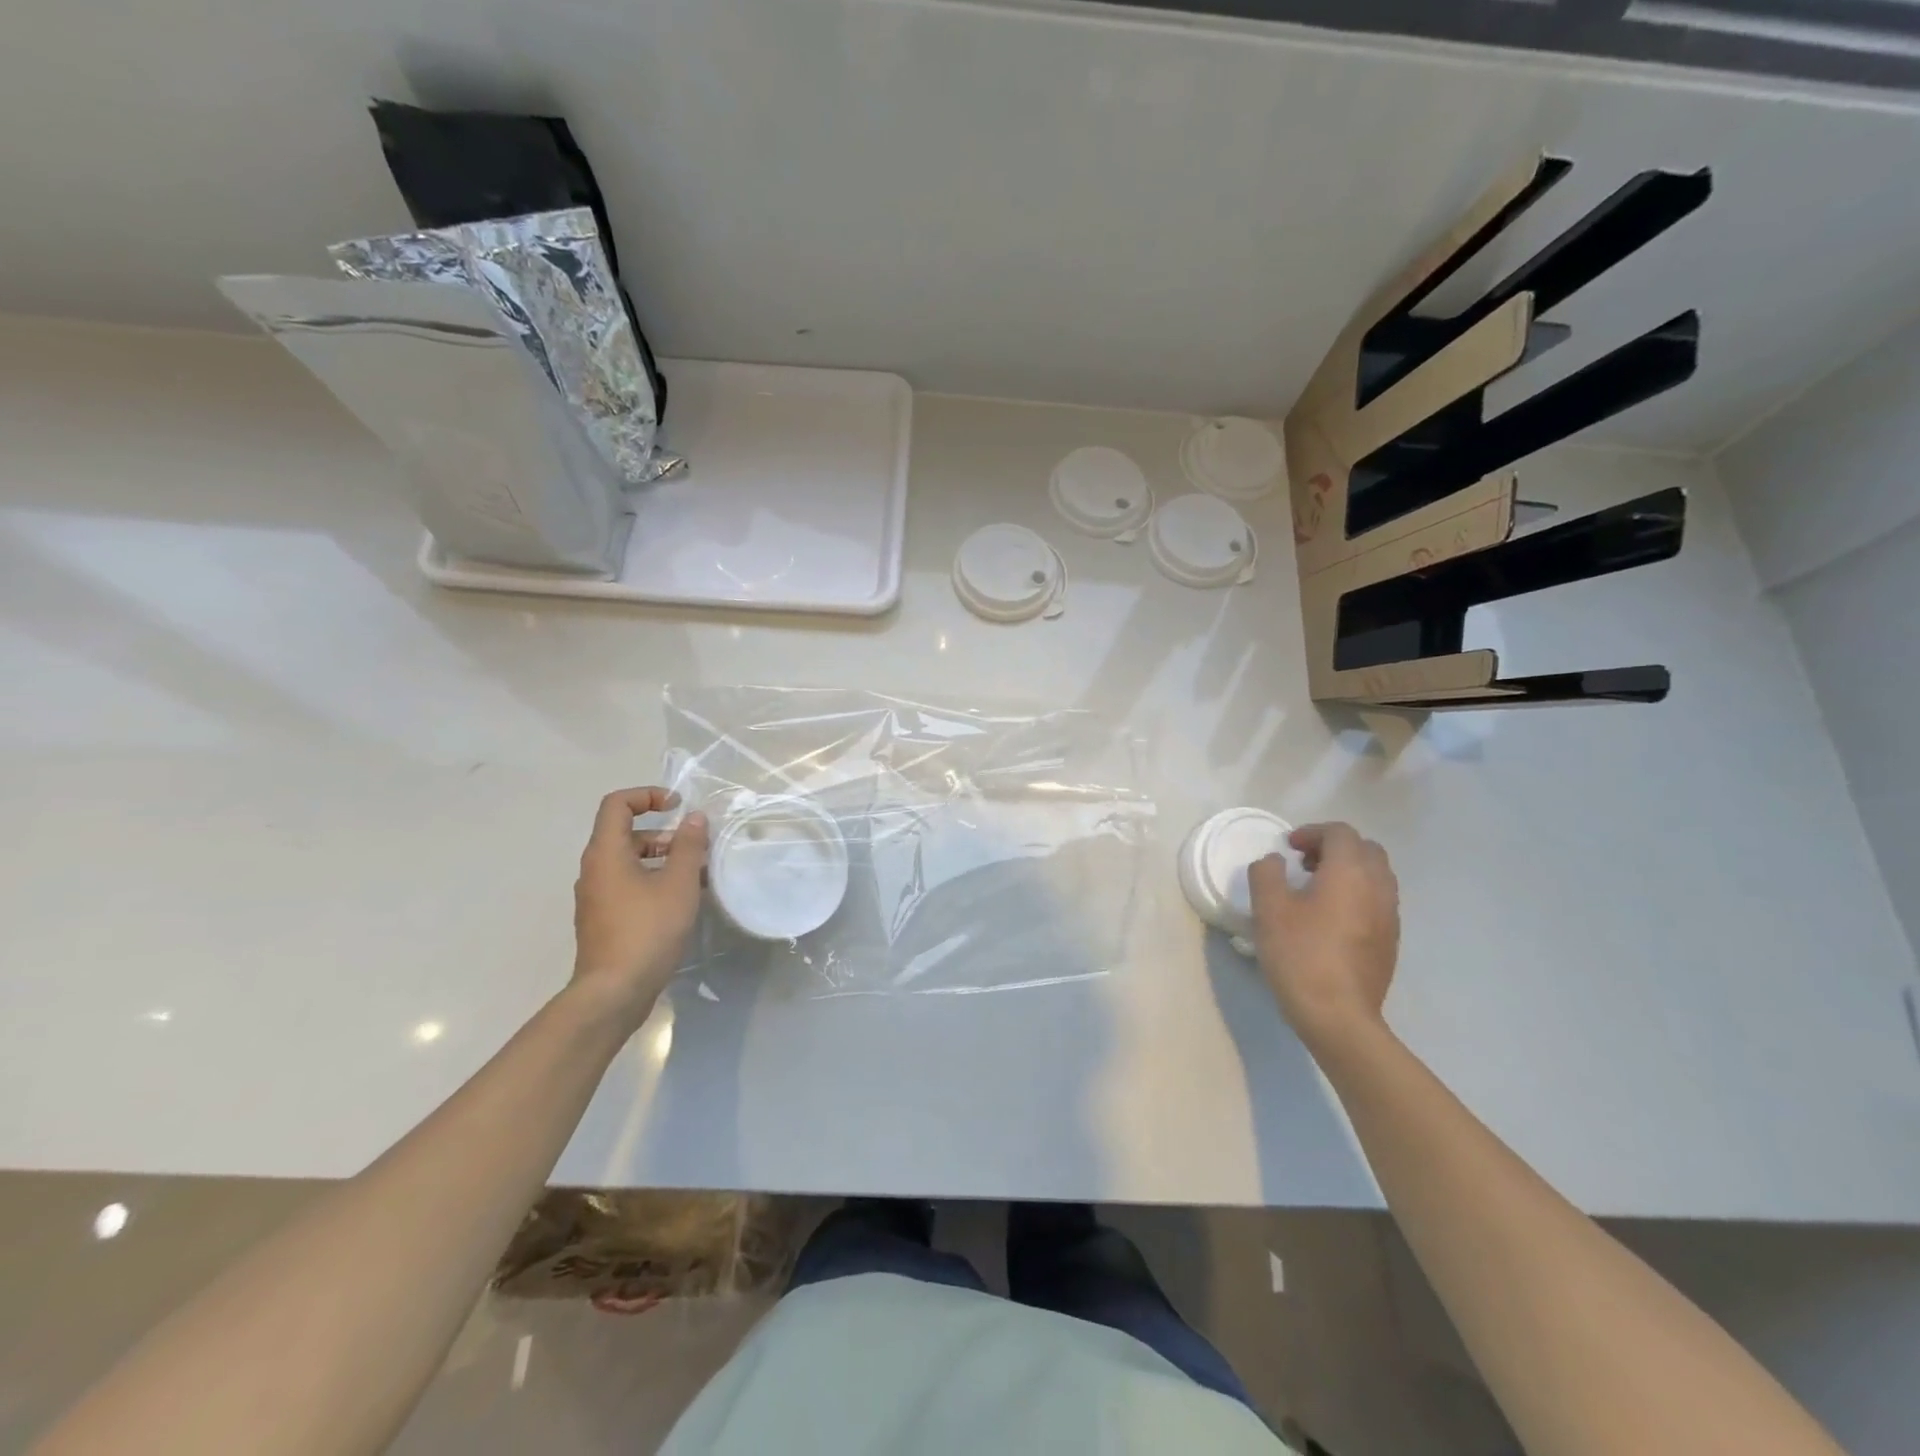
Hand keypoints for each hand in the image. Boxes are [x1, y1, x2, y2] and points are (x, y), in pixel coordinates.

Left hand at [570, 787, 708, 1027]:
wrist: (613, 992)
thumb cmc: (647, 930)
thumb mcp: (678, 884)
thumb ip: (688, 846)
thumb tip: (693, 818)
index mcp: (606, 853)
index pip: (617, 804)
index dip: (647, 795)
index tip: (677, 805)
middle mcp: (594, 869)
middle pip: (625, 833)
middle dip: (662, 833)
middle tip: (694, 848)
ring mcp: (595, 897)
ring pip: (628, 862)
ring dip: (660, 859)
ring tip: (694, 876)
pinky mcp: (602, 920)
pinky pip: (626, 885)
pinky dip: (651, 881)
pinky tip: (678, 902)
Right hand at [1247, 822, 1399, 1051]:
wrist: (1338, 1015)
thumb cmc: (1300, 954)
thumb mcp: (1269, 908)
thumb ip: (1267, 873)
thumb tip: (1276, 862)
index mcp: (1350, 872)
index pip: (1340, 833)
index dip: (1312, 832)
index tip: (1289, 848)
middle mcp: (1378, 887)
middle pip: (1366, 849)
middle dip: (1335, 847)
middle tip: (1304, 863)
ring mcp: (1390, 915)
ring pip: (1376, 875)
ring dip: (1348, 871)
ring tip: (1317, 889)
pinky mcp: (1390, 941)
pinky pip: (1378, 901)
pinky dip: (1357, 894)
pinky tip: (1331, 919)